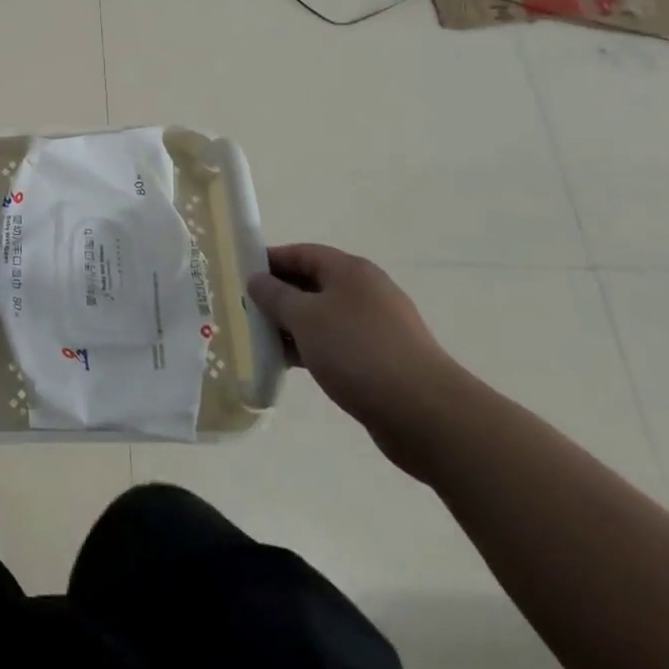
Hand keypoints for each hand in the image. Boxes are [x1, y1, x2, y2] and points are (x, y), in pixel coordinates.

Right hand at [248, 243, 469, 474]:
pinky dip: (314, 348)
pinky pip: (338, 344)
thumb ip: (275, 295)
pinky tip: (294, 364)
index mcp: (350, 271)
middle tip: (247, 311)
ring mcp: (378, 327)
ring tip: (263, 341)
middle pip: (313, 284)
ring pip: (324, 316)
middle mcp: (366, 291)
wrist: (427, 415)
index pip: (301, 253)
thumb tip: (256, 279)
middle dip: (279, 296)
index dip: (270, 261)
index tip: (240, 276)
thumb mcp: (305, 318)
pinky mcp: (384, 360)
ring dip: (294, 326)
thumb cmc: (358, 352)